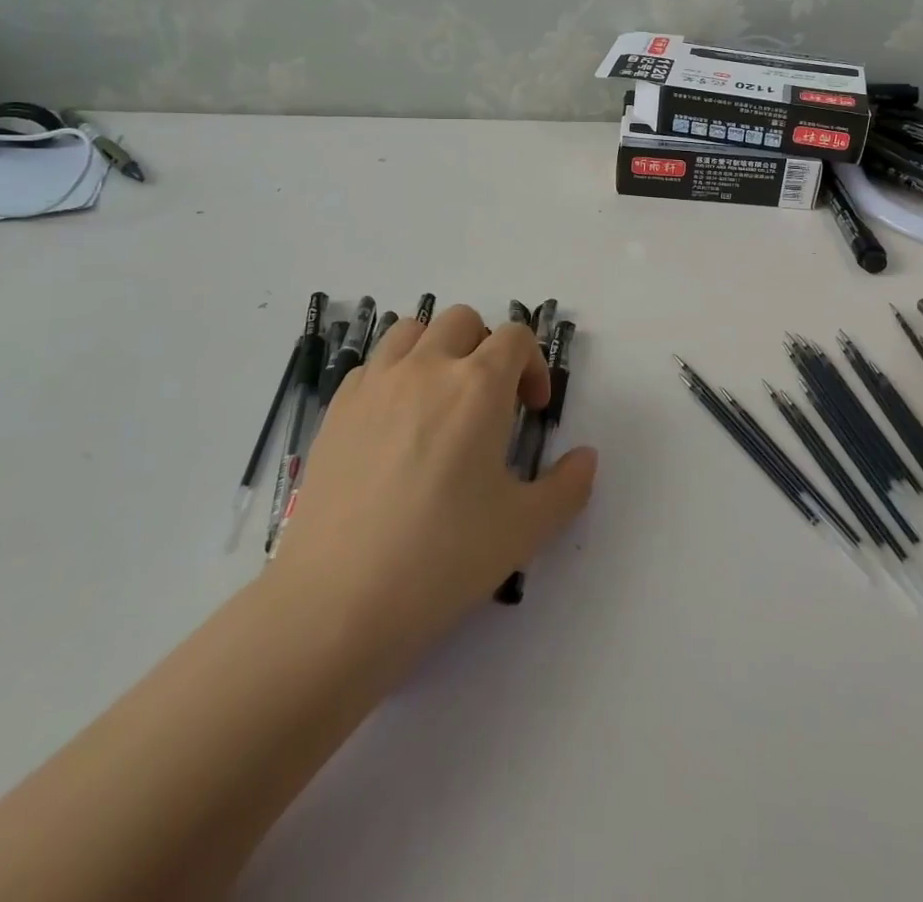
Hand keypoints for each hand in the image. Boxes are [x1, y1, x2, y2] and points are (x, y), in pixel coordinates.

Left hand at [267, 305, 597, 656]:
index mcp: (479, 386)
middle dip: (486, 349)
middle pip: (463, 321)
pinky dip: (393, 375)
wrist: (337, 602)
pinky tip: (395, 425)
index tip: (533, 410)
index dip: (533, 365)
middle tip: (490, 402)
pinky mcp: (337, 409)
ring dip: (437, 349)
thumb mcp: (525, 529)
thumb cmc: (443, 558)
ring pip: (411, 330)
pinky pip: (372, 365)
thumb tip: (586, 457)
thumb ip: (568, 486)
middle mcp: (427, 368)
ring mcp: (375, 384)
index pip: (515, 337)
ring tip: (440, 399)